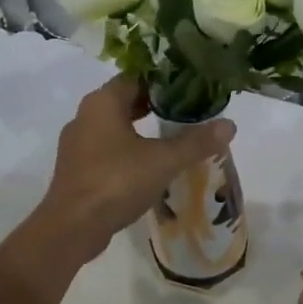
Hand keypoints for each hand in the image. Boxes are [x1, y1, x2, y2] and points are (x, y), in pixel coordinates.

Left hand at [35, 75, 234, 263]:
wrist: (72, 227)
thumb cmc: (116, 182)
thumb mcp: (163, 161)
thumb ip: (196, 142)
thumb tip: (229, 125)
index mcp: (102, 102)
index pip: (136, 77)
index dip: (164, 81)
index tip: (190, 89)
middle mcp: (85, 116)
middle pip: (124, 101)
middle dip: (154, 105)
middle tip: (187, 113)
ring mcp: (76, 144)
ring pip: (114, 127)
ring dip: (140, 130)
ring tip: (171, 139)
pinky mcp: (76, 169)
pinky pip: (106, 150)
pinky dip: (127, 151)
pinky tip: (147, 167)